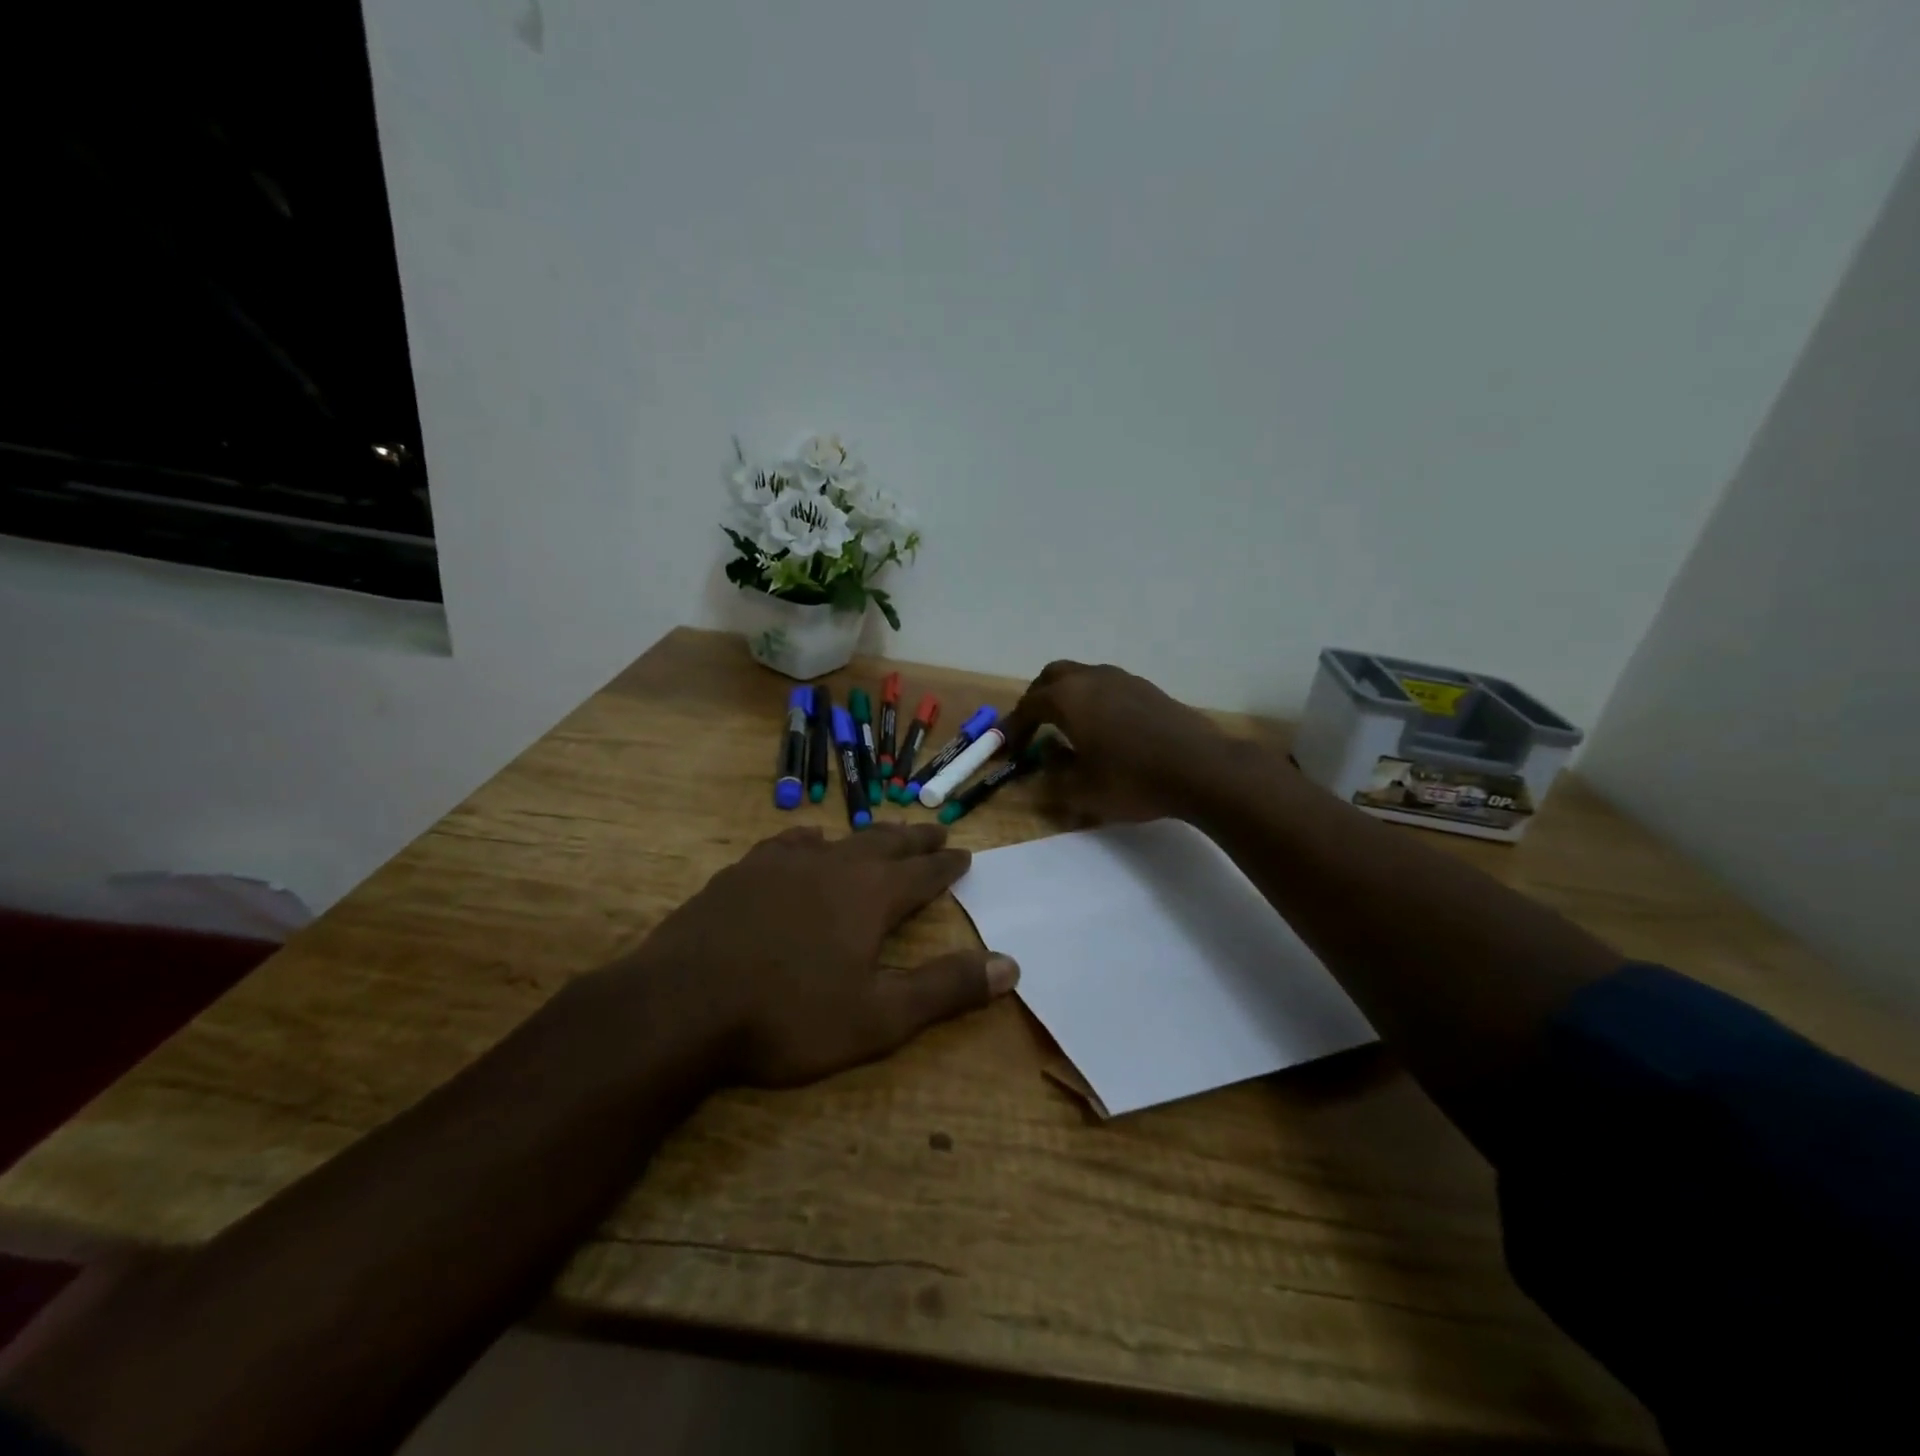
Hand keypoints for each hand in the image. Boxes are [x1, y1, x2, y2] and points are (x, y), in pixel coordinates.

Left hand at [611, 823, 1017, 1086]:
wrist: (681, 1006)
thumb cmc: (788, 1017)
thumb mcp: (879, 1018)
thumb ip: (945, 989)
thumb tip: (1011, 965)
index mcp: (871, 896)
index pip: (923, 873)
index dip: (947, 866)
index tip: (965, 855)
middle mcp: (833, 866)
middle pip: (885, 844)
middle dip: (915, 840)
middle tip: (936, 832)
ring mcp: (782, 864)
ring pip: (839, 839)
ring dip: (867, 837)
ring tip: (881, 835)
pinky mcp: (742, 872)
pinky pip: (788, 843)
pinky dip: (810, 841)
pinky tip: (805, 845)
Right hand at [999, 660, 1229, 825]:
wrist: (1200, 769)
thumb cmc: (1131, 779)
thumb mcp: (1081, 791)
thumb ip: (1052, 778)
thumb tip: (1044, 764)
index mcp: (1068, 698)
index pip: (1028, 705)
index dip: (1014, 727)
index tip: (1008, 748)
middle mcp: (1092, 678)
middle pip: (1053, 677)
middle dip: (1037, 699)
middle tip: (1033, 727)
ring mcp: (1123, 680)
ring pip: (1083, 677)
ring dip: (1068, 697)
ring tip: (1068, 728)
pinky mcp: (1149, 689)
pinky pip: (1108, 687)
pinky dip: (1094, 701)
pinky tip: (1105, 730)